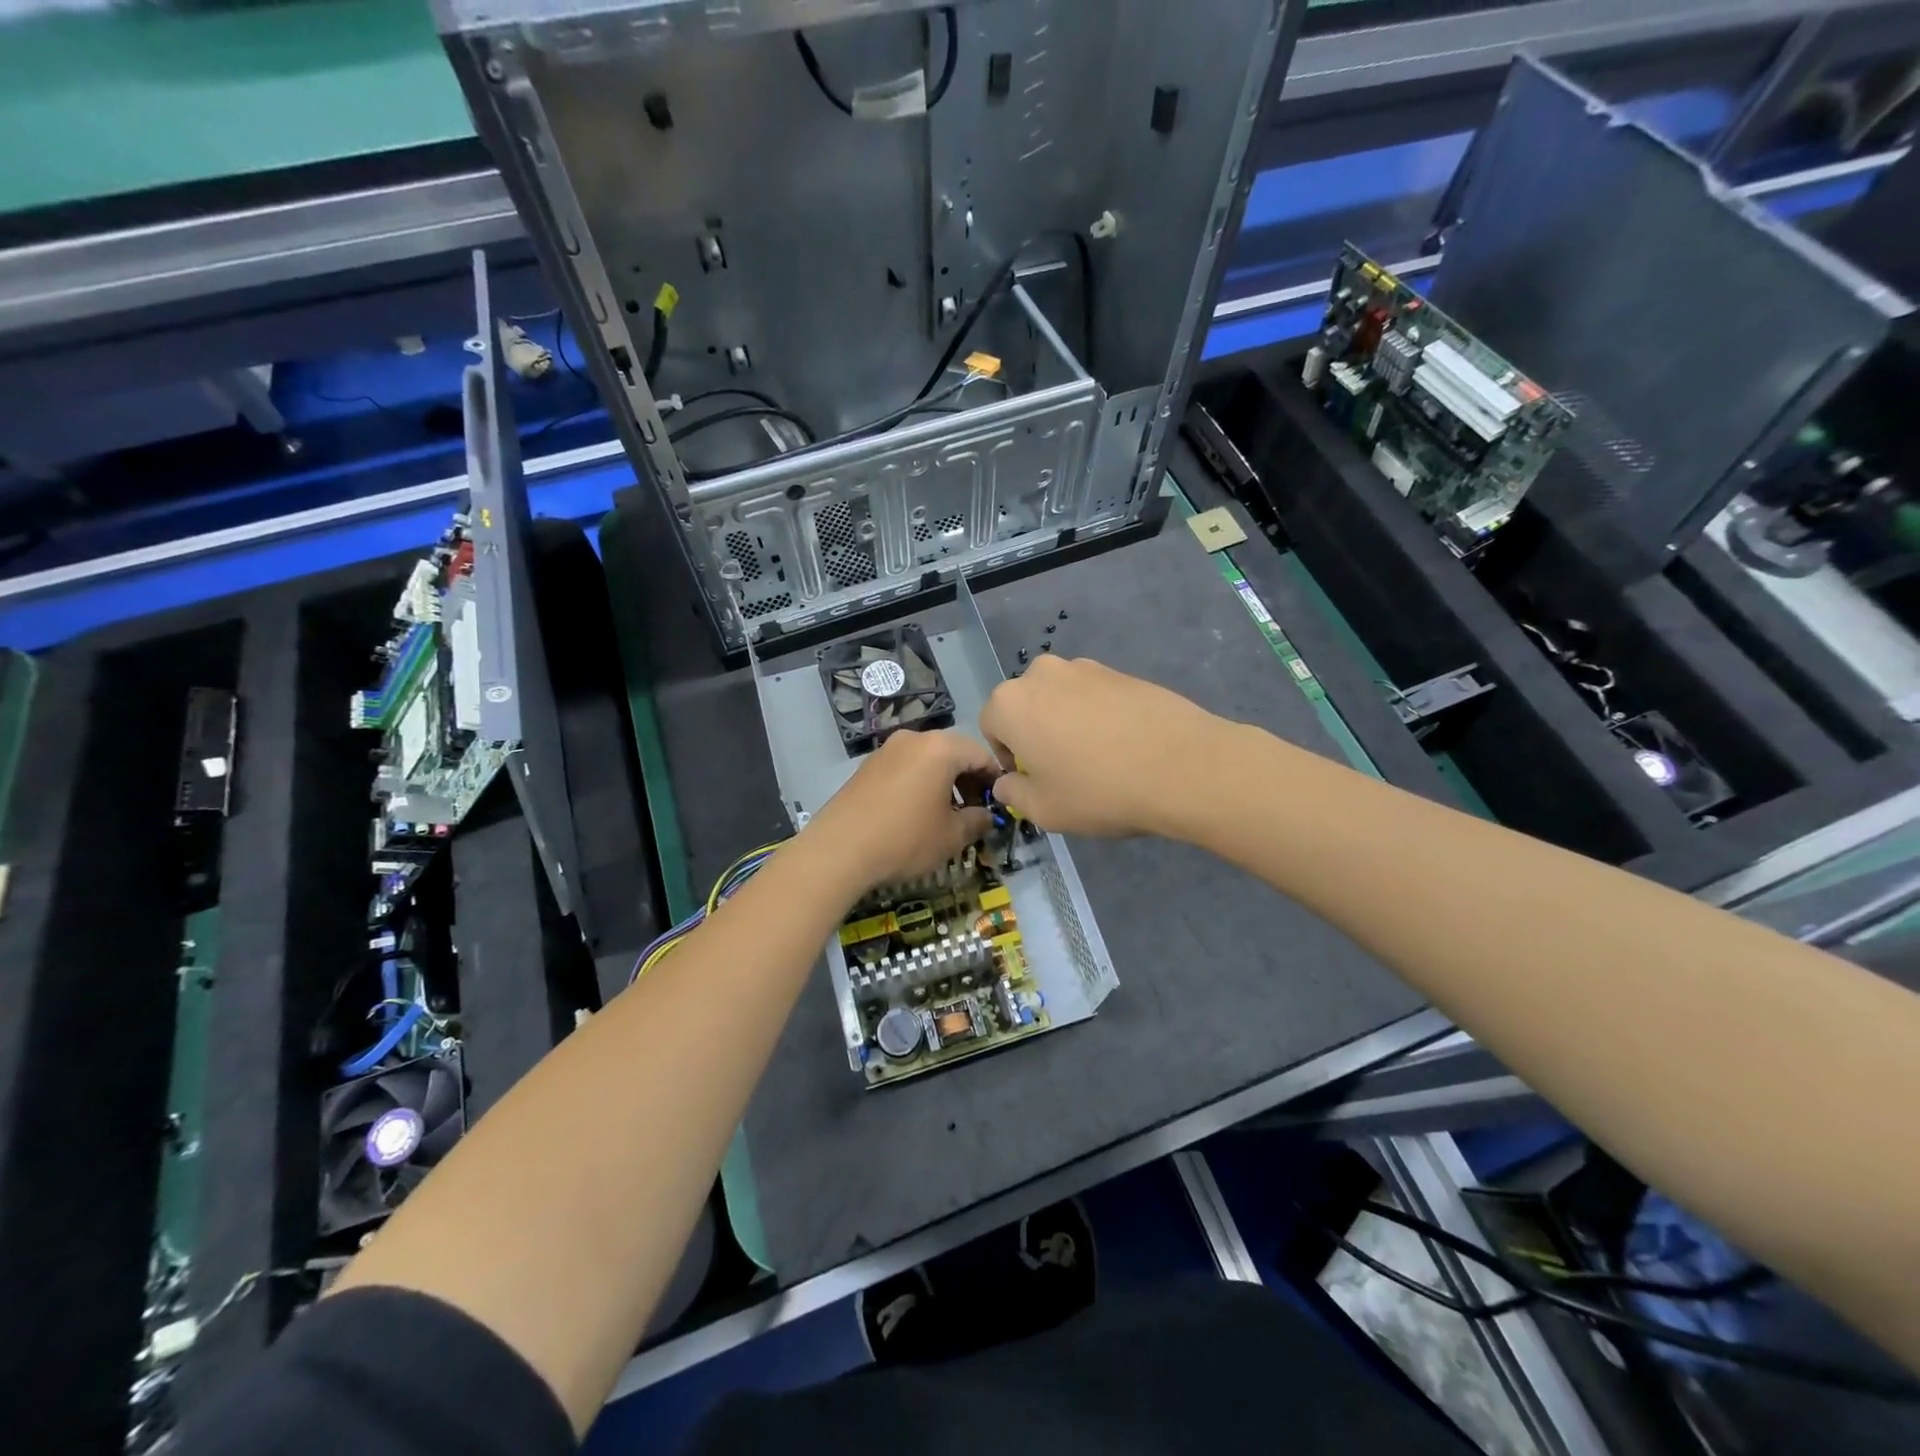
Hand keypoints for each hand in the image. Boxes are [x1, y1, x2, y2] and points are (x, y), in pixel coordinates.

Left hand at [801, 729, 996, 895]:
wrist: (839, 849)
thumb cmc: (905, 838)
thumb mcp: (951, 836)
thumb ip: (977, 821)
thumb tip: (986, 816)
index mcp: (940, 748)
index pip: (981, 755)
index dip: (995, 780)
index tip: (999, 804)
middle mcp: (914, 739)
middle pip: (953, 752)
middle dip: (968, 780)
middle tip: (974, 811)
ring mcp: (887, 750)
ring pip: (927, 760)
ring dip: (943, 782)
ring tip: (946, 814)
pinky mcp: (867, 766)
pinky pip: (905, 768)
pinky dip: (919, 784)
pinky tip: (916, 813)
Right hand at [980, 655, 1231, 837]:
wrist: (1183, 766)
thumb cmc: (1099, 791)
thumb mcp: (1044, 810)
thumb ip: (1013, 793)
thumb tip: (1006, 782)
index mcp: (1010, 703)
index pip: (990, 727)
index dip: (1007, 757)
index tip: (1033, 780)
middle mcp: (1041, 674)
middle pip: (1024, 706)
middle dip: (1034, 734)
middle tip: (1063, 769)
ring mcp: (1084, 667)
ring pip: (1059, 699)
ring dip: (1065, 722)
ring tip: (1097, 758)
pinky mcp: (1120, 671)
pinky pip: (1093, 696)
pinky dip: (1098, 716)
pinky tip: (1123, 745)